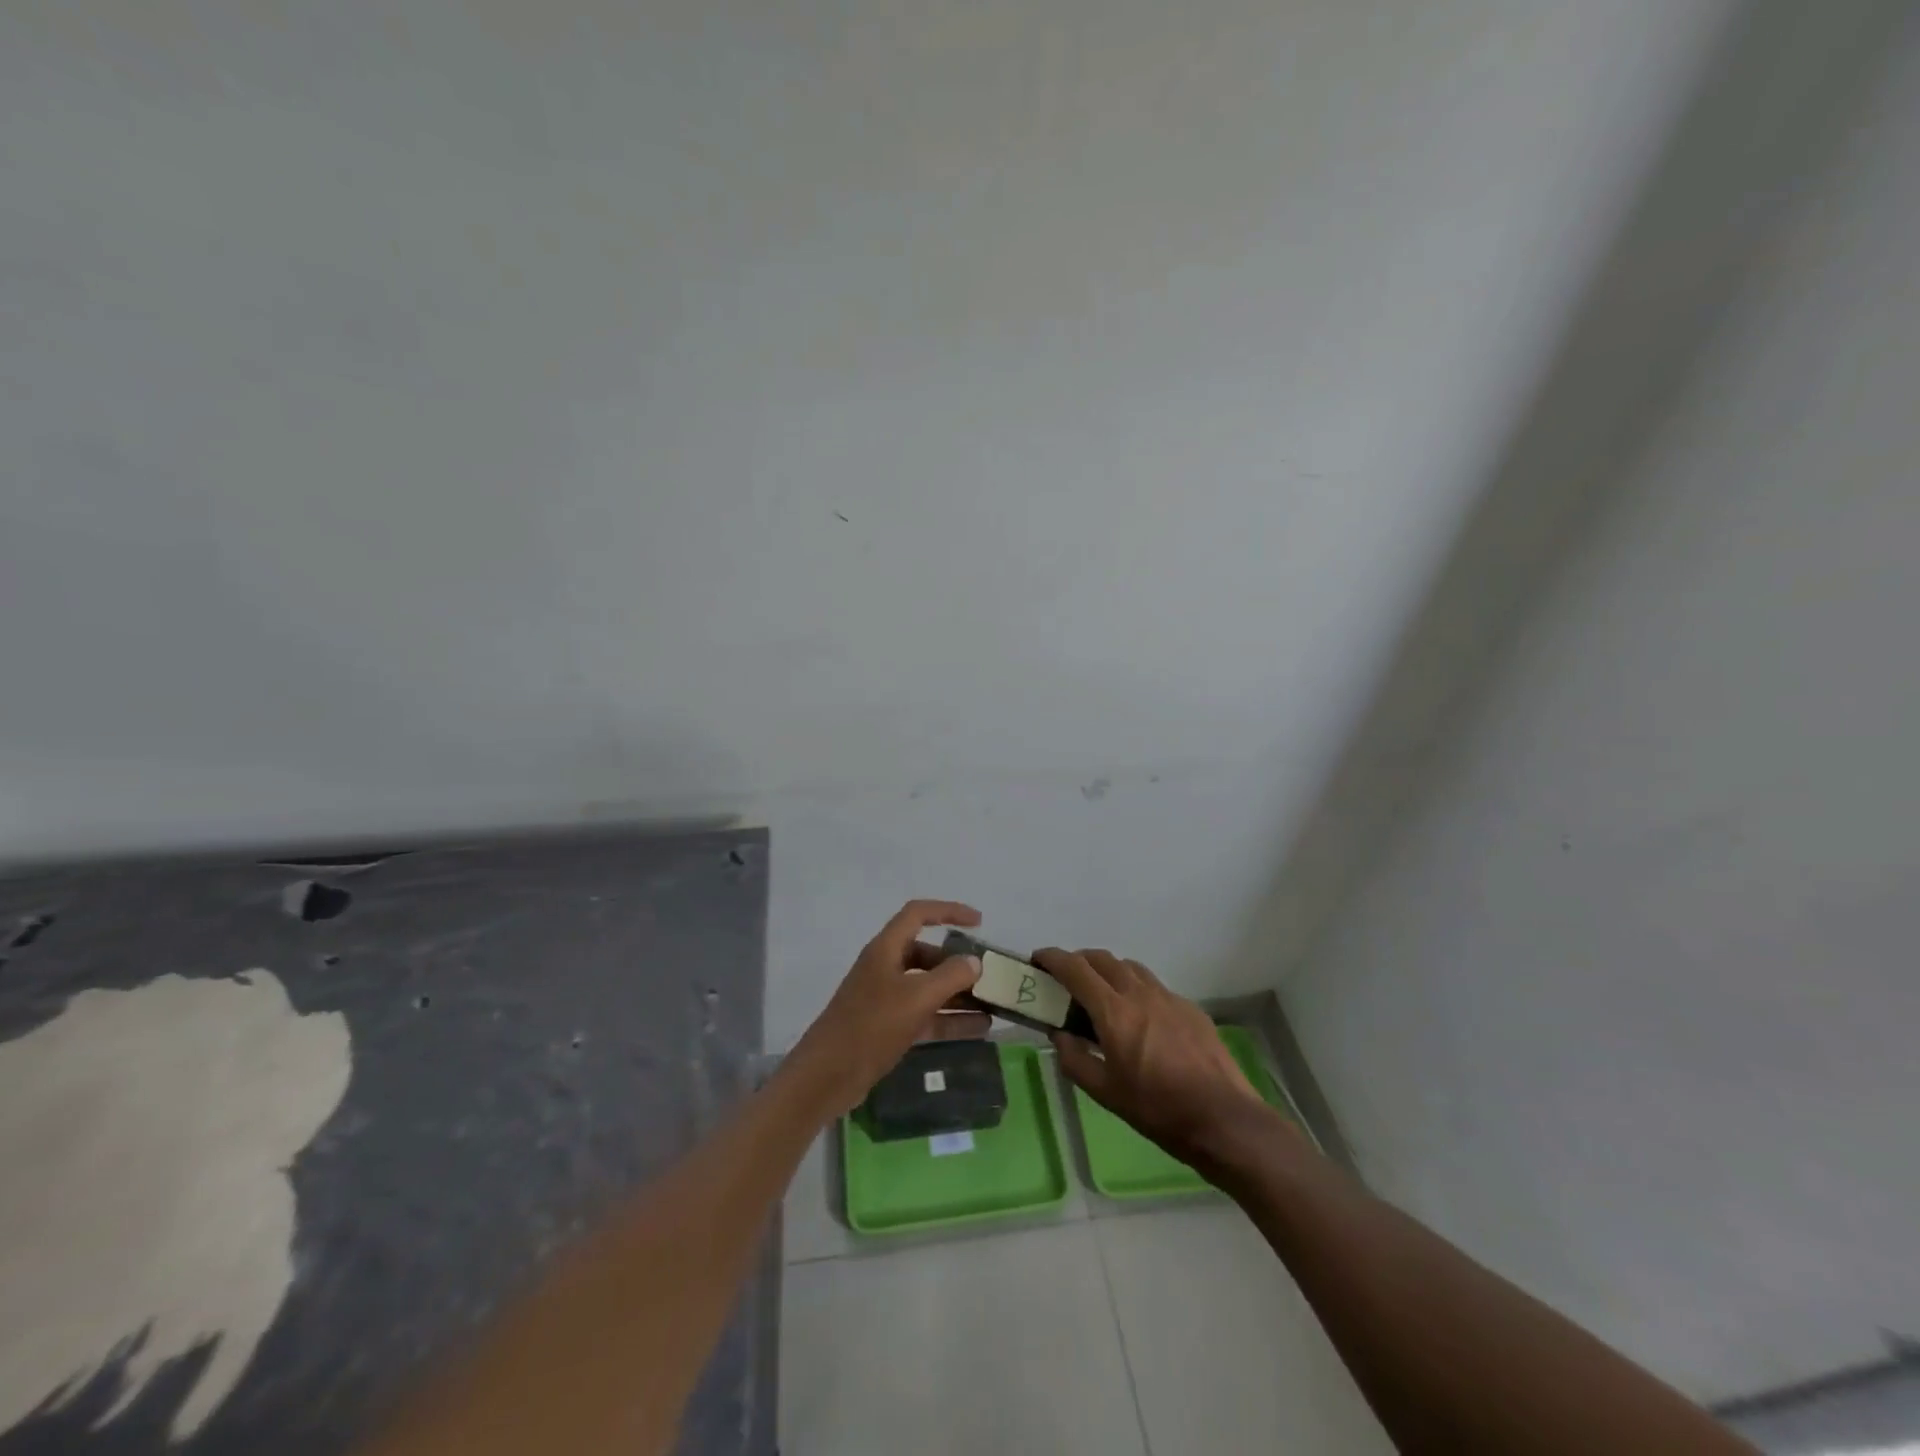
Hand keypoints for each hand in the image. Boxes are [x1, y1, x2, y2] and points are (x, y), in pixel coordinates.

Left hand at [786, 900, 991, 1117]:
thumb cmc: (870, 1026)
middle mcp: (886, 967)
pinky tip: (979, 1028)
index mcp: (886, 949)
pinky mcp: (889, 1027)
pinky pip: (926, 1015)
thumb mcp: (916, 998)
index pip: (919, 914)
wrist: (827, 1076)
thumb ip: (950, 977)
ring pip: (929, 987)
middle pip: (927, 954)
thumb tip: (974, 962)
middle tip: (989, 976)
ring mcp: (886, 999)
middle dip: (958, 963)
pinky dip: (950, 1019)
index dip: (949, 911)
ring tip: (993, 1004)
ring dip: (959, 994)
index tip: (979, 923)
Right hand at [1038, 948, 1272, 1168]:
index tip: (1037, 960)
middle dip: (1078, 961)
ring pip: (1130, 967)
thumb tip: (1059, 1034)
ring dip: (1108, 970)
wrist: (1223, 1119)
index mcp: (1114, 1012)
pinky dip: (1135, 989)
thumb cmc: (1158, 1109)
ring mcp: (1168, 997)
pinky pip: (1154, 986)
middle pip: (1102, 959)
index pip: (1075, 969)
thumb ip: (1074, 1059)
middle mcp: (1139, 993)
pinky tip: (1139, 1018)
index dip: (1052, 958)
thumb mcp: (1105, 1093)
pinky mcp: (1190, 1008)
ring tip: (1101, 994)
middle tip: (1065, 978)